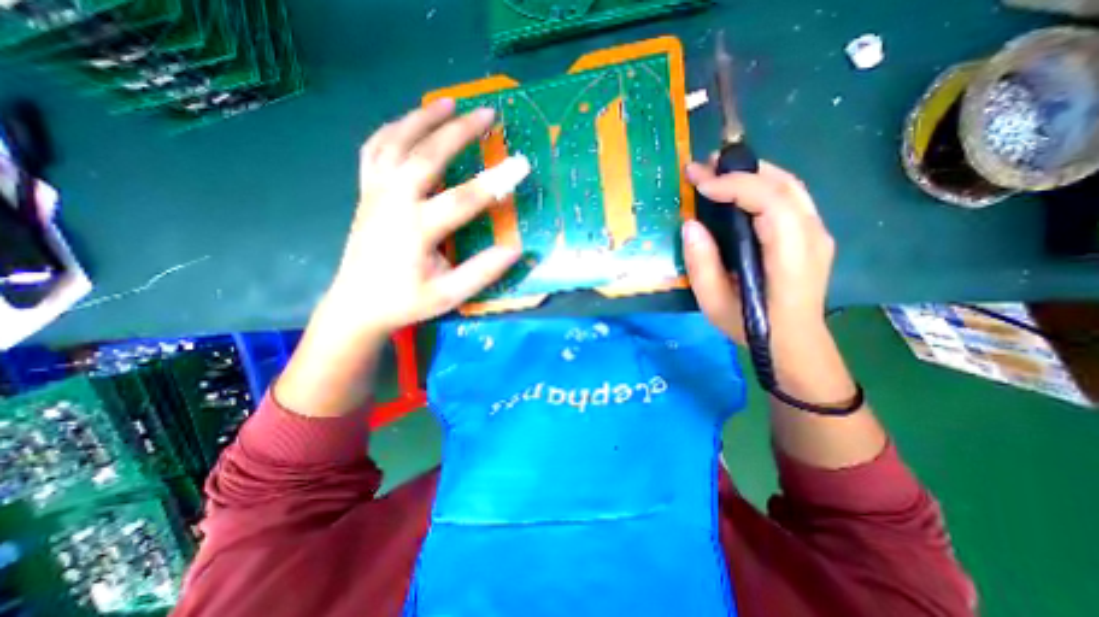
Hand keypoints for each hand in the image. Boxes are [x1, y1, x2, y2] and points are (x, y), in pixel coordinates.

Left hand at [318, 99, 528, 344]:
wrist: (357, 304)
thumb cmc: (406, 302)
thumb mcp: (448, 295)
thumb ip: (481, 272)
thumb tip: (515, 250)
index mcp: (416, 230)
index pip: (464, 200)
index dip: (497, 181)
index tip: (522, 164)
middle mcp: (393, 202)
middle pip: (427, 156)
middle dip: (459, 132)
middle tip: (487, 113)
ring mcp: (375, 193)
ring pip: (396, 142)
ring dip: (423, 118)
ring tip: (449, 102)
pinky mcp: (366, 192)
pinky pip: (375, 149)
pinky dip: (393, 129)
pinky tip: (409, 122)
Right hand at [679, 158, 834, 348]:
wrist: (792, 343)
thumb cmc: (751, 327)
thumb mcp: (714, 303)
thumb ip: (701, 264)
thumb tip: (691, 224)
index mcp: (791, 257)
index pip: (771, 203)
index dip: (735, 185)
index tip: (700, 184)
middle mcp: (813, 237)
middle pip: (784, 185)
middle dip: (741, 170)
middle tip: (703, 167)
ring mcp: (817, 233)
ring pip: (789, 186)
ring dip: (752, 173)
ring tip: (717, 172)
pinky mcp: (811, 235)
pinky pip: (789, 197)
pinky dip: (761, 185)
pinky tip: (737, 190)